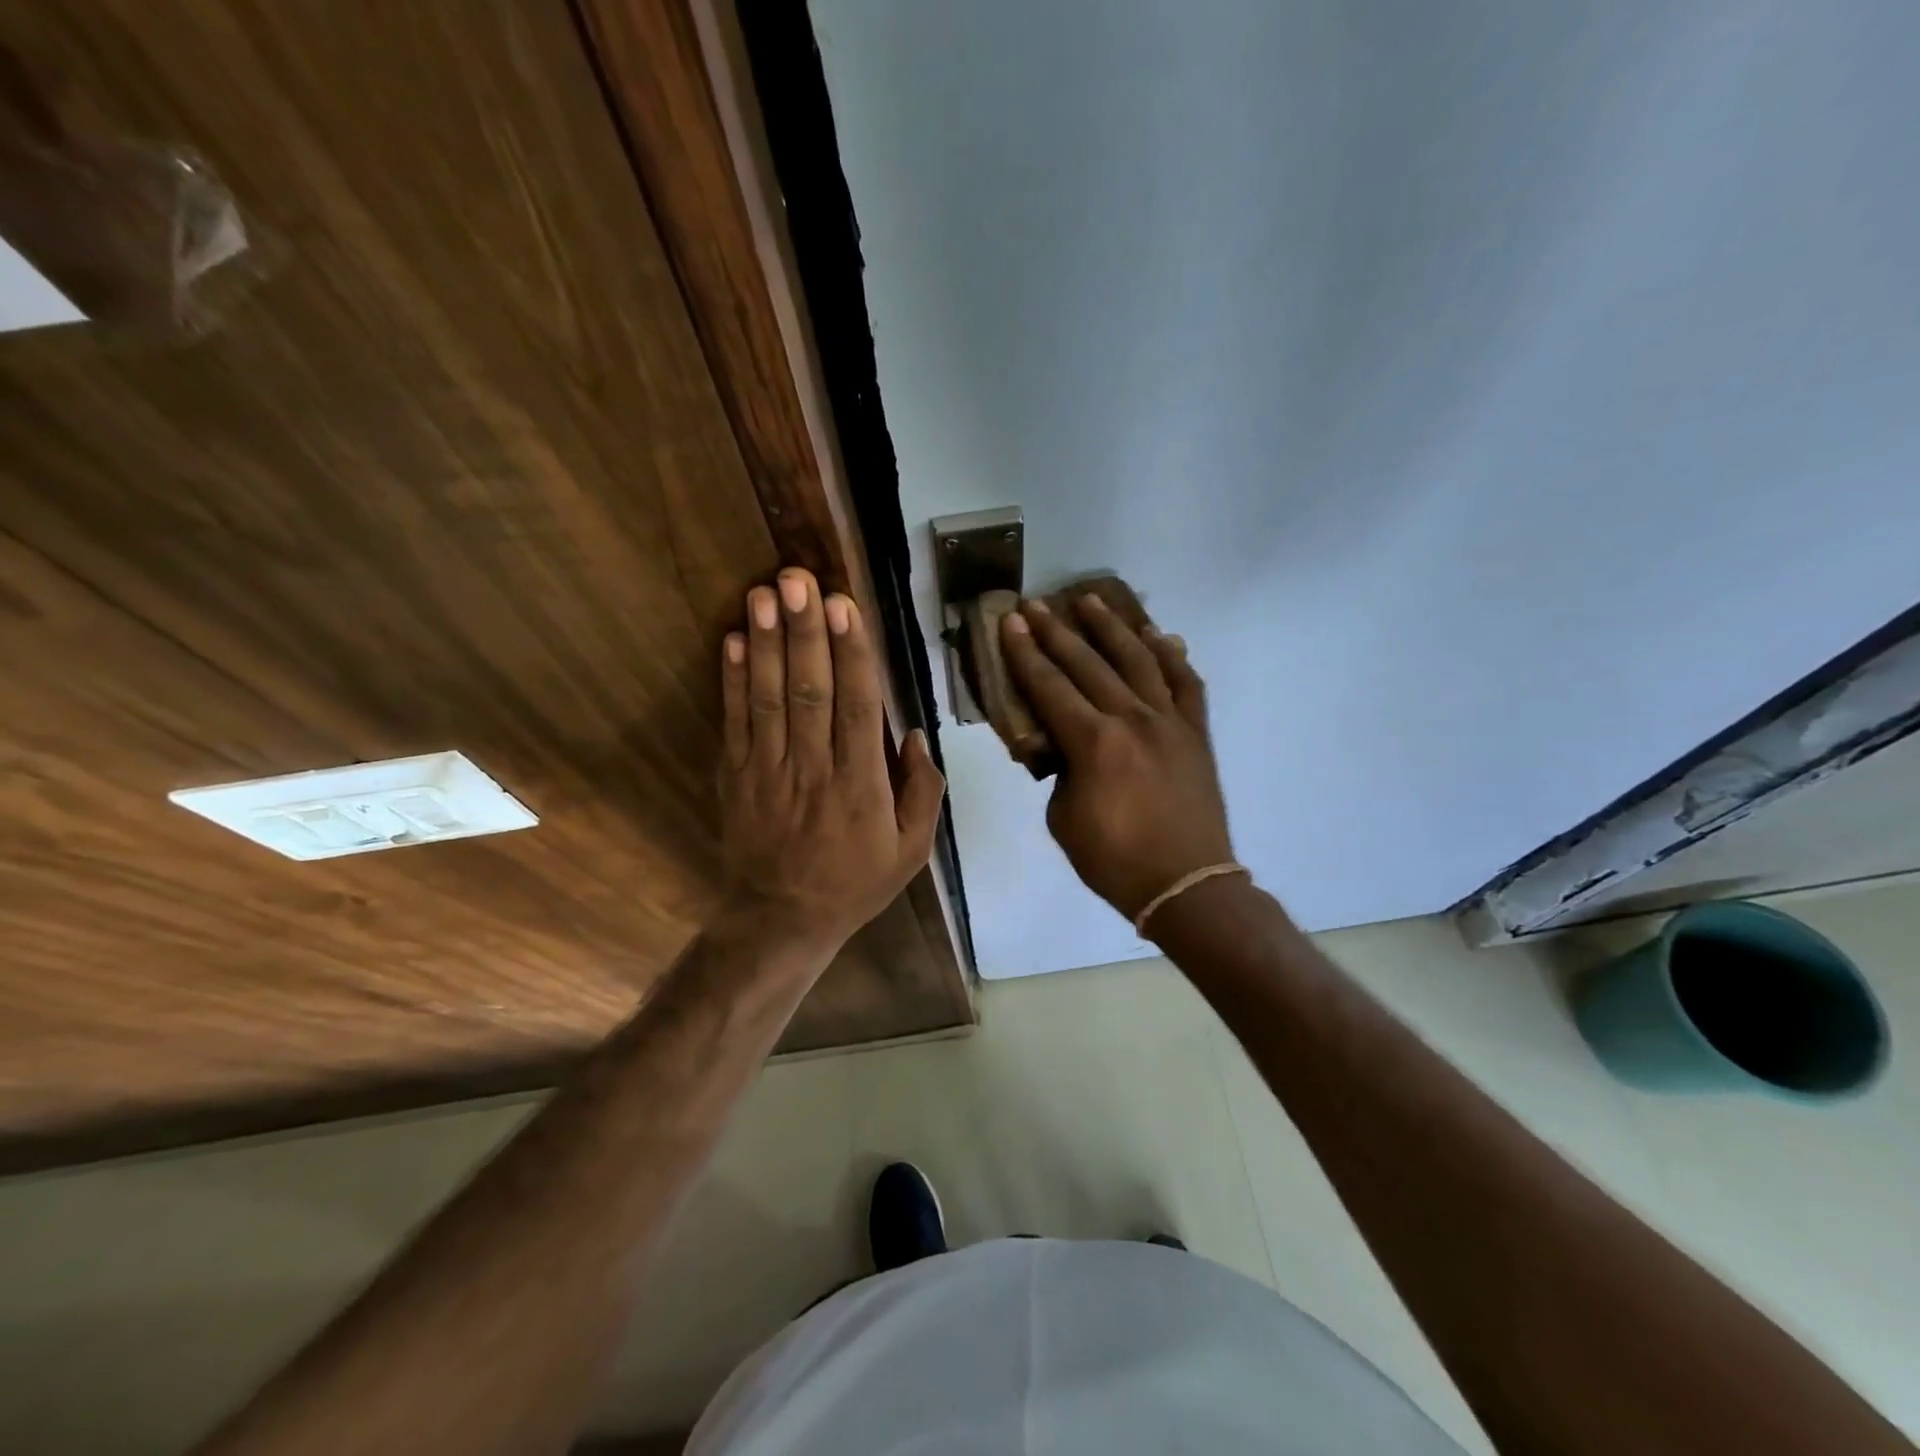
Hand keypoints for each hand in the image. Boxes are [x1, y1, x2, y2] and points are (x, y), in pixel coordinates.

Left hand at [719, 567, 945, 956]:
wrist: (781, 919)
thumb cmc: (855, 882)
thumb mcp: (911, 852)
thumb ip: (922, 792)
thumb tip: (913, 734)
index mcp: (860, 786)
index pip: (856, 708)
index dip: (850, 654)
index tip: (844, 606)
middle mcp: (813, 770)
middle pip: (808, 691)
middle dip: (804, 632)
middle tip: (798, 579)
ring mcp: (768, 771)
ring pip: (768, 698)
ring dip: (766, 643)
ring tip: (763, 593)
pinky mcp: (736, 776)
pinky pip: (735, 722)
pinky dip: (732, 680)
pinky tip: (733, 640)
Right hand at [999, 595, 1233, 921]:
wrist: (1186, 884)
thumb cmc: (1114, 860)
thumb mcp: (1063, 818)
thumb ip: (1061, 772)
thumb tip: (1066, 748)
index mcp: (1093, 743)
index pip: (1050, 686)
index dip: (1025, 653)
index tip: (1011, 622)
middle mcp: (1132, 719)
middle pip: (1088, 663)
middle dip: (1057, 632)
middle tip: (1036, 605)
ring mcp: (1170, 722)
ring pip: (1139, 660)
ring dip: (1112, 628)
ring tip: (1091, 600)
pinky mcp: (1196, 733)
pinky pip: (1186, 683)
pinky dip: (1171, 657)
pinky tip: (1160, 637)